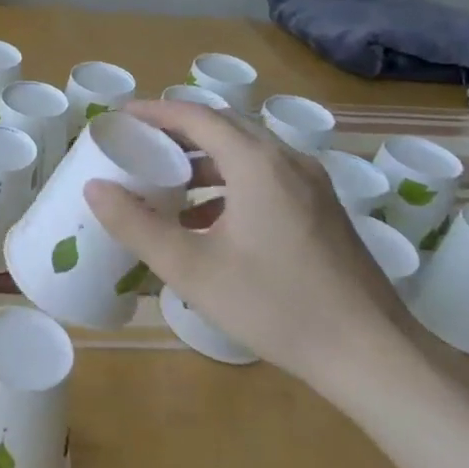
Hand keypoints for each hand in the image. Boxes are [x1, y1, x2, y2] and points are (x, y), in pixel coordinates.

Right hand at [83, 100, 413, 393]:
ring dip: (206, 158)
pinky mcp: (324, 210)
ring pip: (249, 152)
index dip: (156, 111)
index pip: (197, 116)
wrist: (373, 356)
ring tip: (169, 182)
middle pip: (225, 127)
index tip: (121, 117)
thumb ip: (137, 225)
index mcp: (257, 163)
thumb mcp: (193, 269)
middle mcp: (288, 160)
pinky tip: (211, 220)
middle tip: (140, 145)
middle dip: (179, 131)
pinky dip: (232, 181)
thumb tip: (94, 187)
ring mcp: (312, 185)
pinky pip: (268, 175)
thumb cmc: (276, 306)